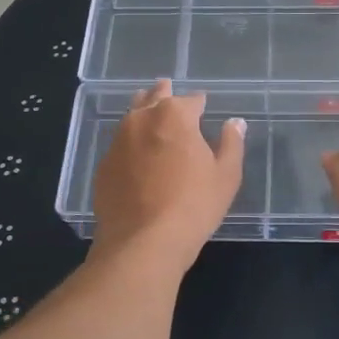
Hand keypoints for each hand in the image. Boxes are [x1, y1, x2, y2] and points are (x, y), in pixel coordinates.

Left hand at [92, 80, 245, 268]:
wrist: (142, 243)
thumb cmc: (193, 206)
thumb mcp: (226, 176)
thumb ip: (231, 143)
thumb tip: (235, 122)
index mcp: (175, 114)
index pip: (192, 99)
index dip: (200, 103)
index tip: (204, 107)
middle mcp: (142, 118)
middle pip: (155, 97)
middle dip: (165, 95)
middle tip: (171, 94)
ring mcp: (118, 141)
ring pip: (132, 115)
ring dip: (144, 112)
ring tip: (152, 117)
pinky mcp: (104, 165)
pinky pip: (120, 143)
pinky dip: (130, 142)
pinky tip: (136, 154)